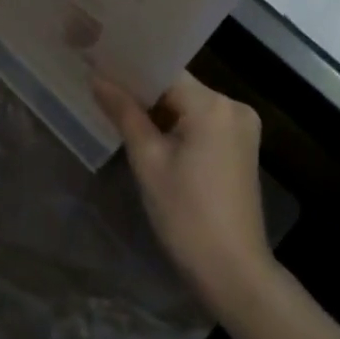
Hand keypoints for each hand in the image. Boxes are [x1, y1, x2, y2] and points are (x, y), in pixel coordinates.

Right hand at [94, 73, 272, 315]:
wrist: (234, 273)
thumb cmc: (186, 215)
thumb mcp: (148, 160)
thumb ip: (124, 112)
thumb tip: (97, 77)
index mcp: (213, 105)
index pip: (164, 71)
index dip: (131, 69)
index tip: (99, 65)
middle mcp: (233, 107)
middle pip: (177, 86)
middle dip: (142, 91)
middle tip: (102, 89)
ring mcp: (242, 127)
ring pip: (188, 104)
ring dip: (158, 110)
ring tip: (118, 109)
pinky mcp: (241, 147)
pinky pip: (201, 122)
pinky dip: (177, 125)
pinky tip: (149, 134)